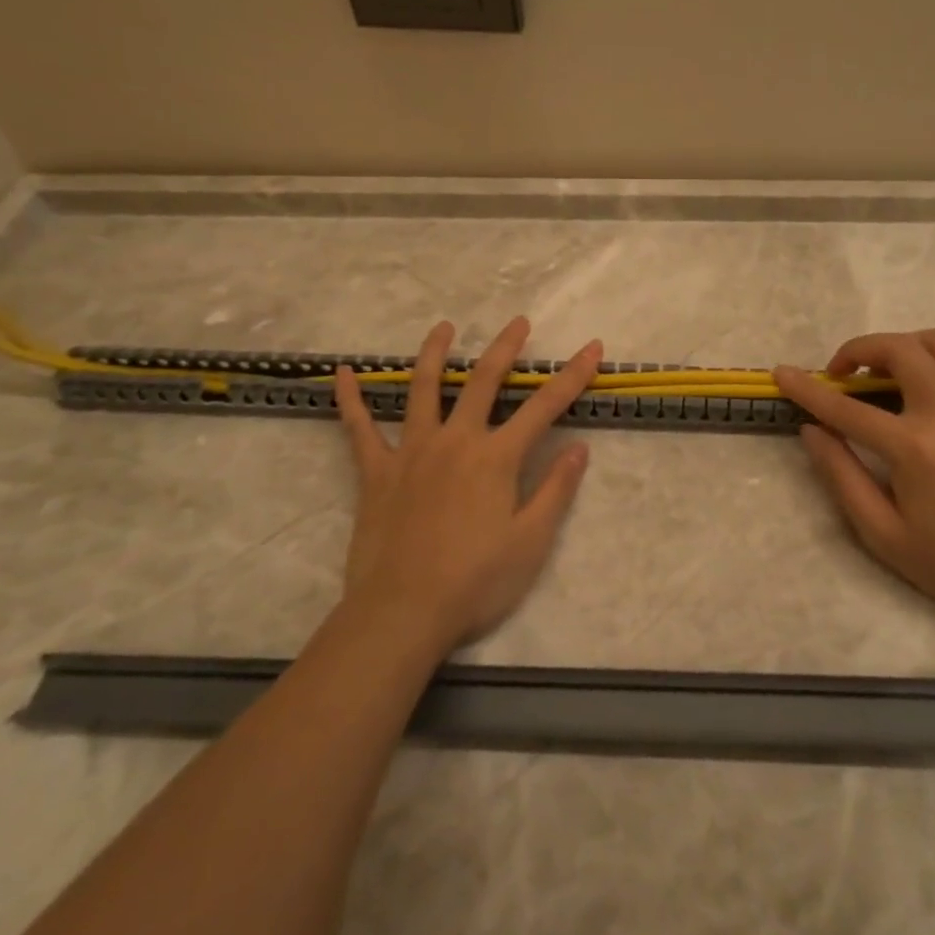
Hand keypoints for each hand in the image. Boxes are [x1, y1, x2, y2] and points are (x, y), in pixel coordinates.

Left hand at [334, 317, 601, 653]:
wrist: (403, 612)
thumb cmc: (475, 582)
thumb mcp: (531, 542)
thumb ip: (556, 491)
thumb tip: (579, 448)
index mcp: (497, 458)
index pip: (545, 406)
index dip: (573, 375)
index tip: (592, 348)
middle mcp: (456, 441)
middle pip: (484, 381)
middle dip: (505, 348)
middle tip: (518, 322)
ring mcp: (412, 452)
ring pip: (423, 389)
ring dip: (435, 354)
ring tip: (444, 327)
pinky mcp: (376, 472)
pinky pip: (359, 428)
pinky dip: (350, 399)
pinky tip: (343, 373)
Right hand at [773, 329, 934, 629]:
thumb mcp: (880, 531)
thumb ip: (841, 474)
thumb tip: (811, 429)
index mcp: (916, 449)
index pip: (847, 408)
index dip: (808, 388)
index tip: (780, 372)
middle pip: (900, 350)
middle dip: (859, 350)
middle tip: (841, 375)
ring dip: (904, 346)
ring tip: (885, 374)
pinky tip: (928, 383)